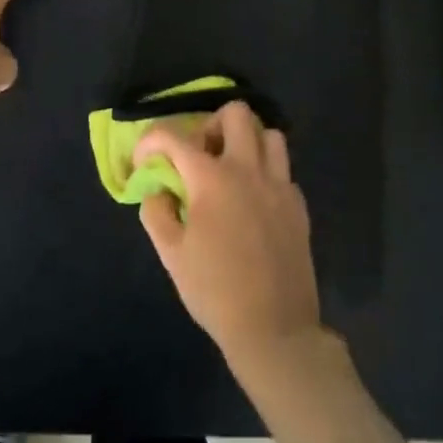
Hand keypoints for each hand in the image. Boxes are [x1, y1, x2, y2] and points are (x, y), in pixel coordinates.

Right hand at [136, 103, 321, 372]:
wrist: (274, 329)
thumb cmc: (215, 291)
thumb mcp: (171, 254)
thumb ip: (157, 212)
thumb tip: (158, 190)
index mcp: (212, 178)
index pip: (174, 136)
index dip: (151, 141)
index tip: (144, 161)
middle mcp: (248, 169)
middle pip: (236, 113)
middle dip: (211, 124)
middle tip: (200, 156)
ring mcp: (279, 185)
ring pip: (269, 135)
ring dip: (246, 142)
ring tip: (230, 170)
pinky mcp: (298, 205)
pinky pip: (283, 169)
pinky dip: (265, 173)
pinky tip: (253, 202)